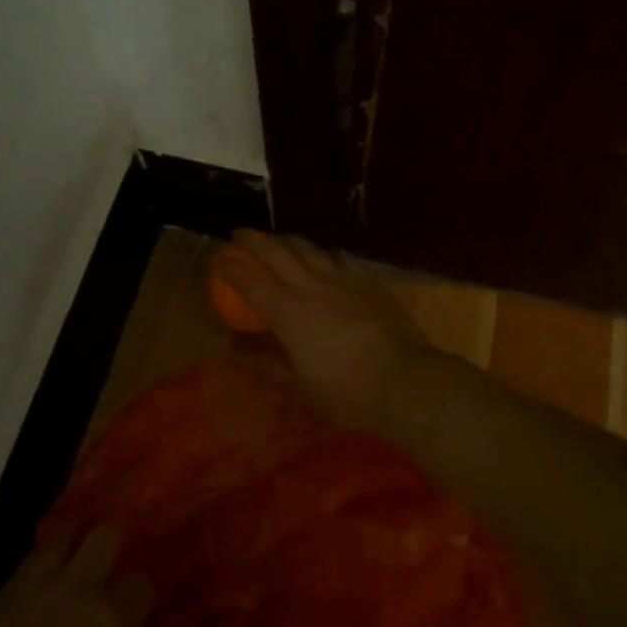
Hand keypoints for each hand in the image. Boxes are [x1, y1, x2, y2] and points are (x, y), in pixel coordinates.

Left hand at [0, 526, 151, 626]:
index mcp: (110, 624)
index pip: (142, 583)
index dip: (141, 595)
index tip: (136, 611)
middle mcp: (79, 591)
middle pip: (106, 535)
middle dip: (114, 544)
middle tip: (112, 565)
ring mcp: (37, 586)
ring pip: (66, 534)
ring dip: (76, 541)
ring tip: (78, 559)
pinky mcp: (2, 593)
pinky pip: (32, 558)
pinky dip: (44, 562)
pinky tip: (44, 582)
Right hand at [217, 229, 437, 434]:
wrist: (406, 379)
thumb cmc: (347, 392)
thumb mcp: (301, 388)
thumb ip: (272, 368)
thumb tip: (247, 355)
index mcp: (286, 313)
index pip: (249, 281)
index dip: (231, 267)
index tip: (220, 259)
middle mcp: (309, 287)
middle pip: (275, 252)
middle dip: (254, 240)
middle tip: (240, 234)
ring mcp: (342, 280)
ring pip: (309, 249)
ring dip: (289, 241)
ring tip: (280, 240)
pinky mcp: (369, 282)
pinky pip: (342, 259)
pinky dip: (327, 255)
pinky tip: (328, 256)